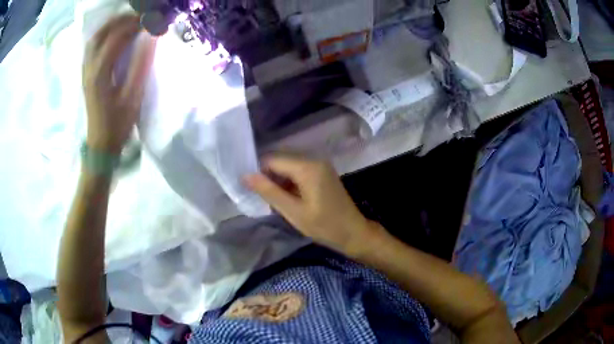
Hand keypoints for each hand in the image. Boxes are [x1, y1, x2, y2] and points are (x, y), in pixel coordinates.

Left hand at [83, 14, 156, 153]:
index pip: (117, 36)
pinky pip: (92, 47)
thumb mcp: (133, 96)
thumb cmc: (118, 123)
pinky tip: (115, 36)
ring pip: (95, 38)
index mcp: (100, 72)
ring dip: (112, 25)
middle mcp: (89, 67)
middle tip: (141, 16)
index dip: (136, 24)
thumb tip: (151, 36)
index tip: (153, 19)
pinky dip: (105, 35)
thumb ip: (141, 63)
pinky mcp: (86, 75)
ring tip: (129, 22)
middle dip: (122, 19)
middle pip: (102, 32)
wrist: (101, 145)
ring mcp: (85, 71)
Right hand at [244, 156, 382, 255]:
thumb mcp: (293, 211)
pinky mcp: (322, 171)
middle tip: (262, 197)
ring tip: (274, 199)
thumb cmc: (324, 226)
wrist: (353, 232)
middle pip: (281, 159)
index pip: (272, 159)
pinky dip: (289, 181)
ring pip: (288, 165)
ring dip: (278, 179)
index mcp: (307, 167)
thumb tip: (245, 176)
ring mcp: (320, 164)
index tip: (251, 189)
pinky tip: (287, 197)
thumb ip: (269, 192)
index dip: (259, 172)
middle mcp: (314, 159)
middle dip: (268, 176)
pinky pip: (299, 170)